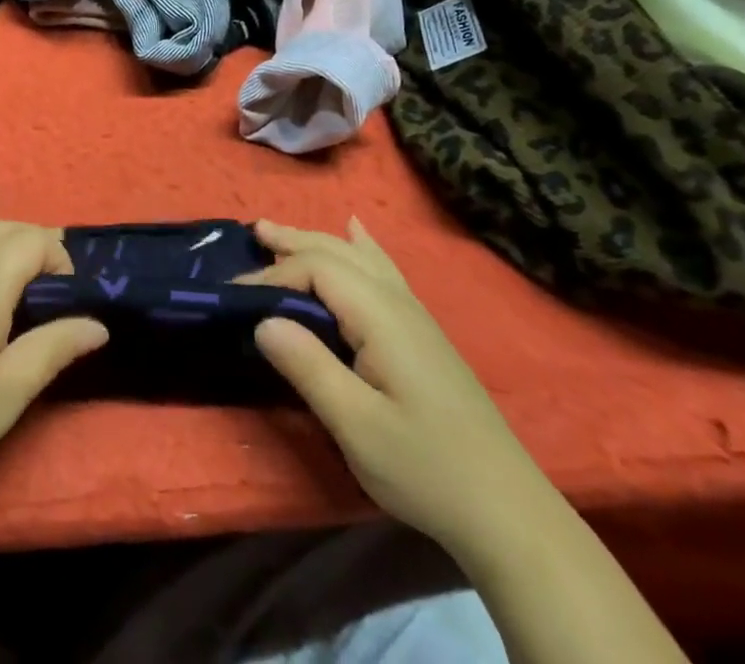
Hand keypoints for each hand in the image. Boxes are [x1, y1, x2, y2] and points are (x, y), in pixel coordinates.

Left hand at [0, 219, 108, 514]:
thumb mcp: (6, 396)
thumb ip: (52, 349)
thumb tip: (97, 323)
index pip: (33, 241)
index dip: (59, 259)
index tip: (70, 299)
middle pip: (4, 229)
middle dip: (36, 247)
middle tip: (53, 292)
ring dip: (1, 238)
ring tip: (16, 273)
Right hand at [241, 218, 553, 559]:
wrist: (509, 512)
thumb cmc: (426, 469)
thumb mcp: (356, 425)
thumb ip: (308, 367)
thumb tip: (262, 320)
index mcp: (381, 316)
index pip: (317, 270)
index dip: (273, 276)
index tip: (236, 298)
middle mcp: (398, 302)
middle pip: (338, 252)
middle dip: (293, 240)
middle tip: (253, 231)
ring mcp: (415, 316)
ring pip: (360, 258)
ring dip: (318, 240)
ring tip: (283, 231)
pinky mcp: (423, 335)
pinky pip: (384, 271)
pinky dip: (362, 247)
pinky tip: (359, 234)